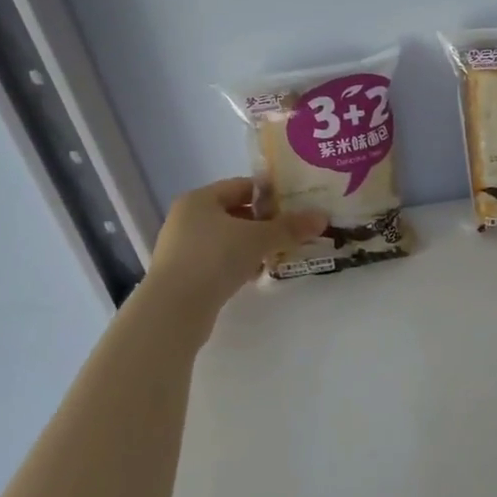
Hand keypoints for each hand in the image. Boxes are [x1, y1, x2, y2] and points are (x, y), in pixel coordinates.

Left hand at [145, 178, 326, 307]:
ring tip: (278, 254)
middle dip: (264, 222)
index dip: (270, 193)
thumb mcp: (258, 238)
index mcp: (200, 199)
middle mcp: (187, 218)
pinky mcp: (183, 274)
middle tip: (292, 231)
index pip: (242, 186)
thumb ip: (290, 227)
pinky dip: (237, 263)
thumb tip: (323, 217)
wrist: (174, 310)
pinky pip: (217, 260)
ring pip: (227, 238)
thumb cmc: (215, 258)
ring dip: (252, 245)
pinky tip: (255, 274)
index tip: (295, 204)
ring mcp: (181, 247)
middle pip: (235, 212)